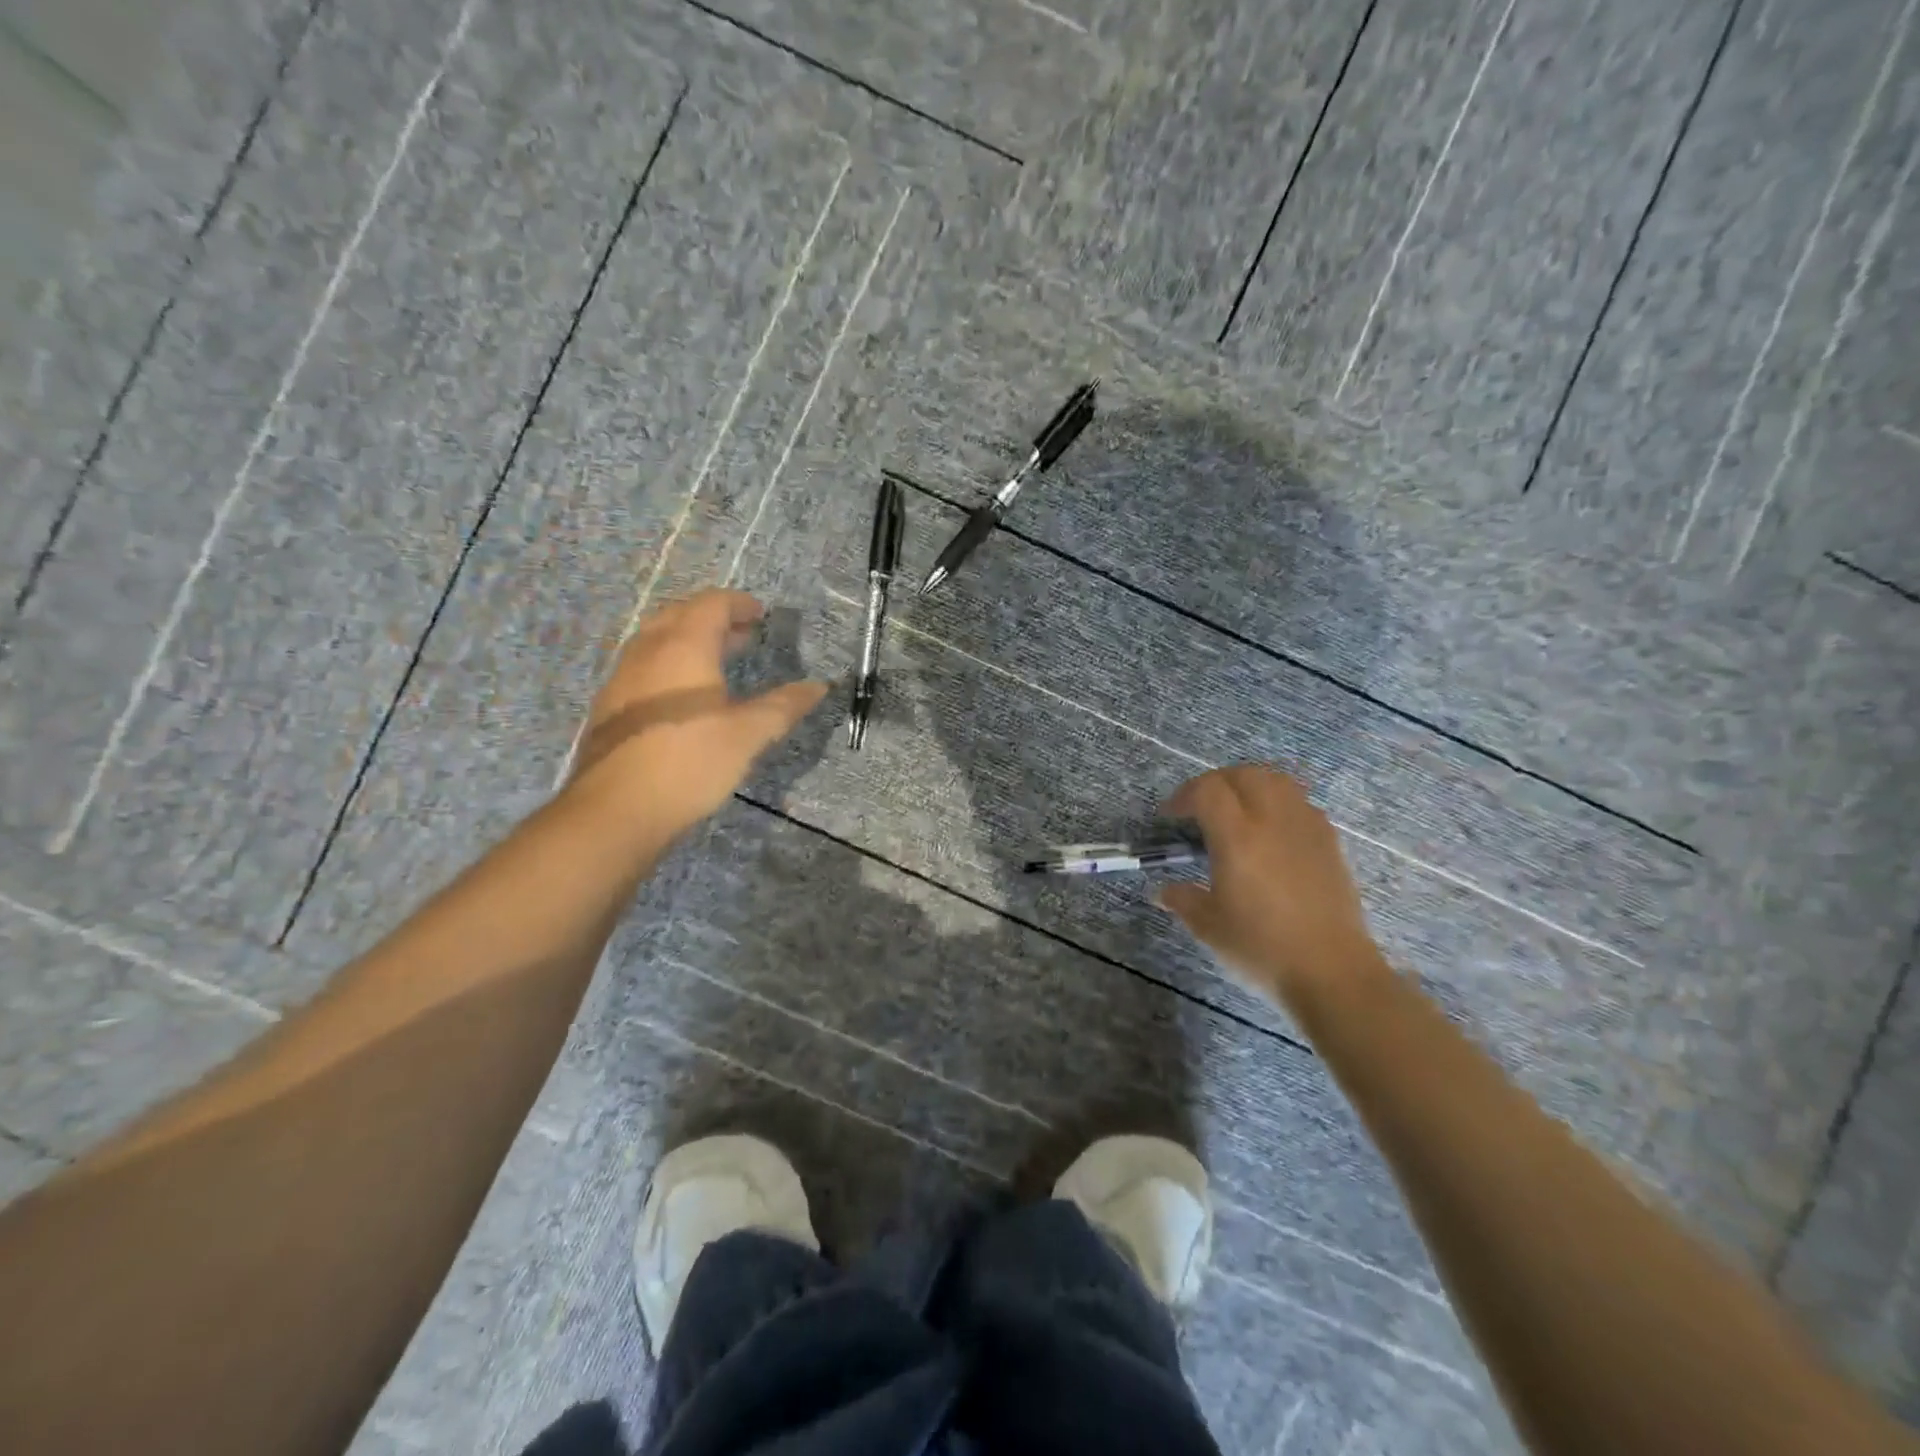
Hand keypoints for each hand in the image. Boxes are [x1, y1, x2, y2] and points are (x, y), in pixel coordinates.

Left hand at [567, 590, 826, 842]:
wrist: (617, 809)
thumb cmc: (690, 762)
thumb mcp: (748, 734)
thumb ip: (784, 706)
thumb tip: (819, 686)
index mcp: (684, 647)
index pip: (711, 605)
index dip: (738, 604)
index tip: (759, 613)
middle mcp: (648, 652)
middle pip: (680, 615)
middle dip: (713, 618)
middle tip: (742, 634)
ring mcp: (623, 678)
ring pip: (657, 640)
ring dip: (689, 639)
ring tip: (717, 661)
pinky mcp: (610, 706)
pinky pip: (644, 665)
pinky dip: (671, 663)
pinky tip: (684, 696)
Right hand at [1159, 764, 1387, 1005]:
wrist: (1332, 972)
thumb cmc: (1262, 948)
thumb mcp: (1209, 927)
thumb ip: (1183, 900)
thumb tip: (1163, 892)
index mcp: (1238, 837)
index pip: (1207, 790)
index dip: (1184, 796)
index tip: (1171, 817)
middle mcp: (1273, 820)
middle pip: (1243, 775)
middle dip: (1215, 784)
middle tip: (1200, 809)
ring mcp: (1306, 828)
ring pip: (1276, 781)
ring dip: (1249, 786)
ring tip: (1236, 811)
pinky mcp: (1329, 842)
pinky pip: (1300, 803)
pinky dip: (1278, 803)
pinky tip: (1270, 833)